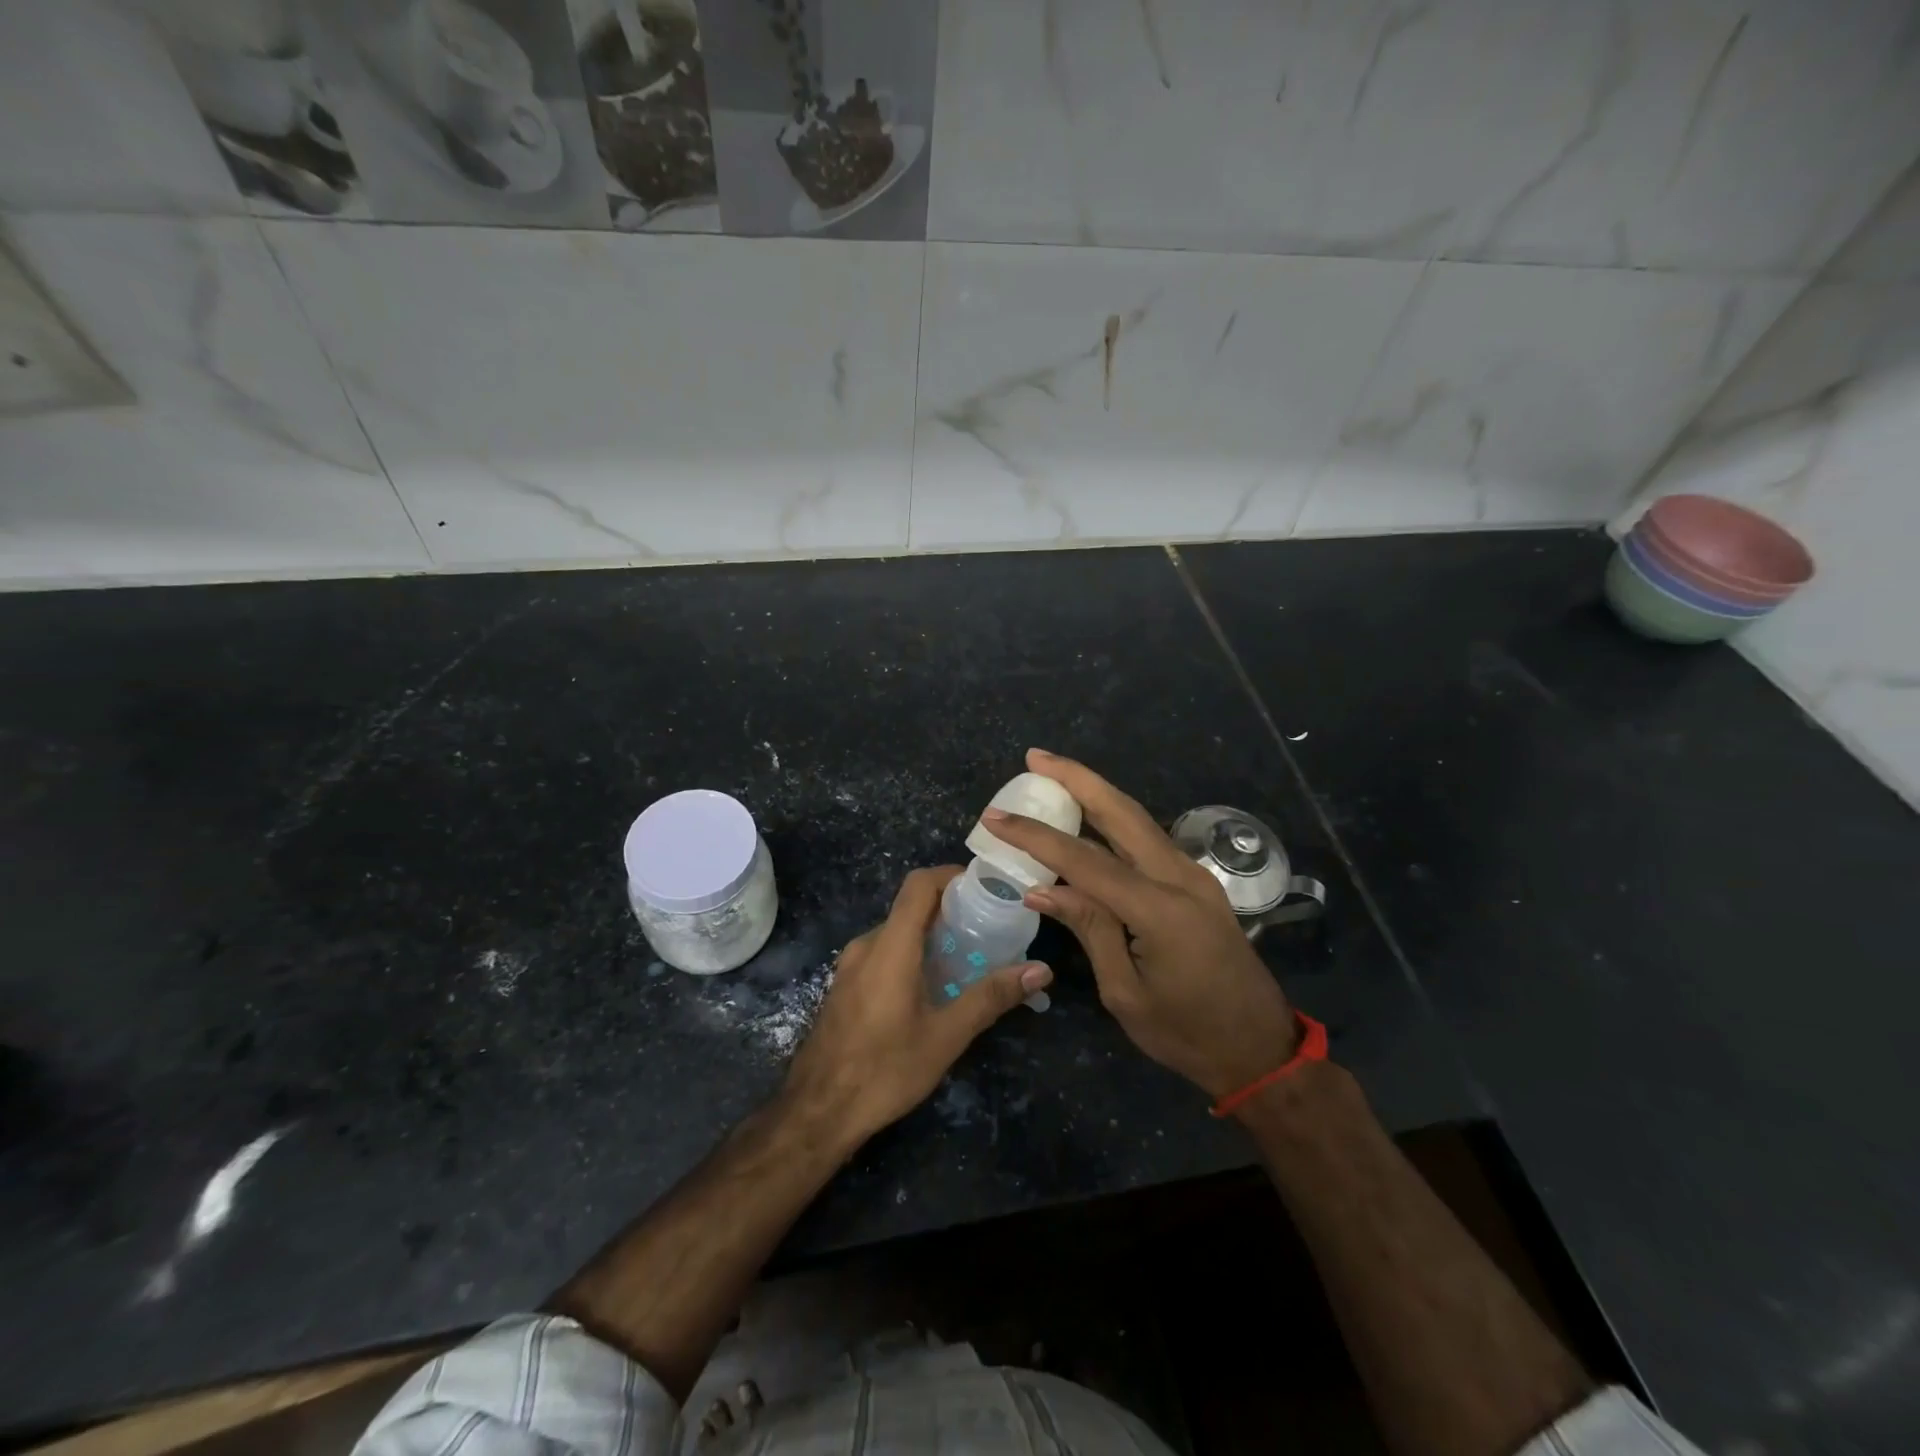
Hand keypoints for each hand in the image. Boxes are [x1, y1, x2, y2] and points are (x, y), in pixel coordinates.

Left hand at [784, 866, 1052, 1142]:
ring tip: (968, 958)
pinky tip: (933, 987)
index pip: (919, 884)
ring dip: (931, 936)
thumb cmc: (884, 1069)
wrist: (817, 1112)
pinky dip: (911, 954)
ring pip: (896, 932)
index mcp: (890, 946)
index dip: (950, 875)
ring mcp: (850, 966)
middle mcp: (866, 945)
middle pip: (910, 907)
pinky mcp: (845, 986)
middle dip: (950, 910)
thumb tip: (1040, 970)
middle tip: (988, 928)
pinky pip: (883, 953)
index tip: (984, 887)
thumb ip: (991, 997)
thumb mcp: (945, 1036)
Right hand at [983, 749, 1298, 1100]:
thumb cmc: (1187, 1034)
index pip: (1084, 860)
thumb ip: (1089, 929)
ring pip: (1137, 819)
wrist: (1260, 1048)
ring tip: (1054, 774)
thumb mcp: (1125, 992)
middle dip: (1076, 778)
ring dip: (1095, 793)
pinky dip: (1113, 821)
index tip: (995, 816)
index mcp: (1160, 909)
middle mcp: (1180, 877)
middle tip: (1035, 757)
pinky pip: (1147, 840)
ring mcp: (1193, 876)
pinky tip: (1088, 818)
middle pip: (1121, 812)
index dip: (1036, 836)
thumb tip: (1041, 889)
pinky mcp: (1196, 883)